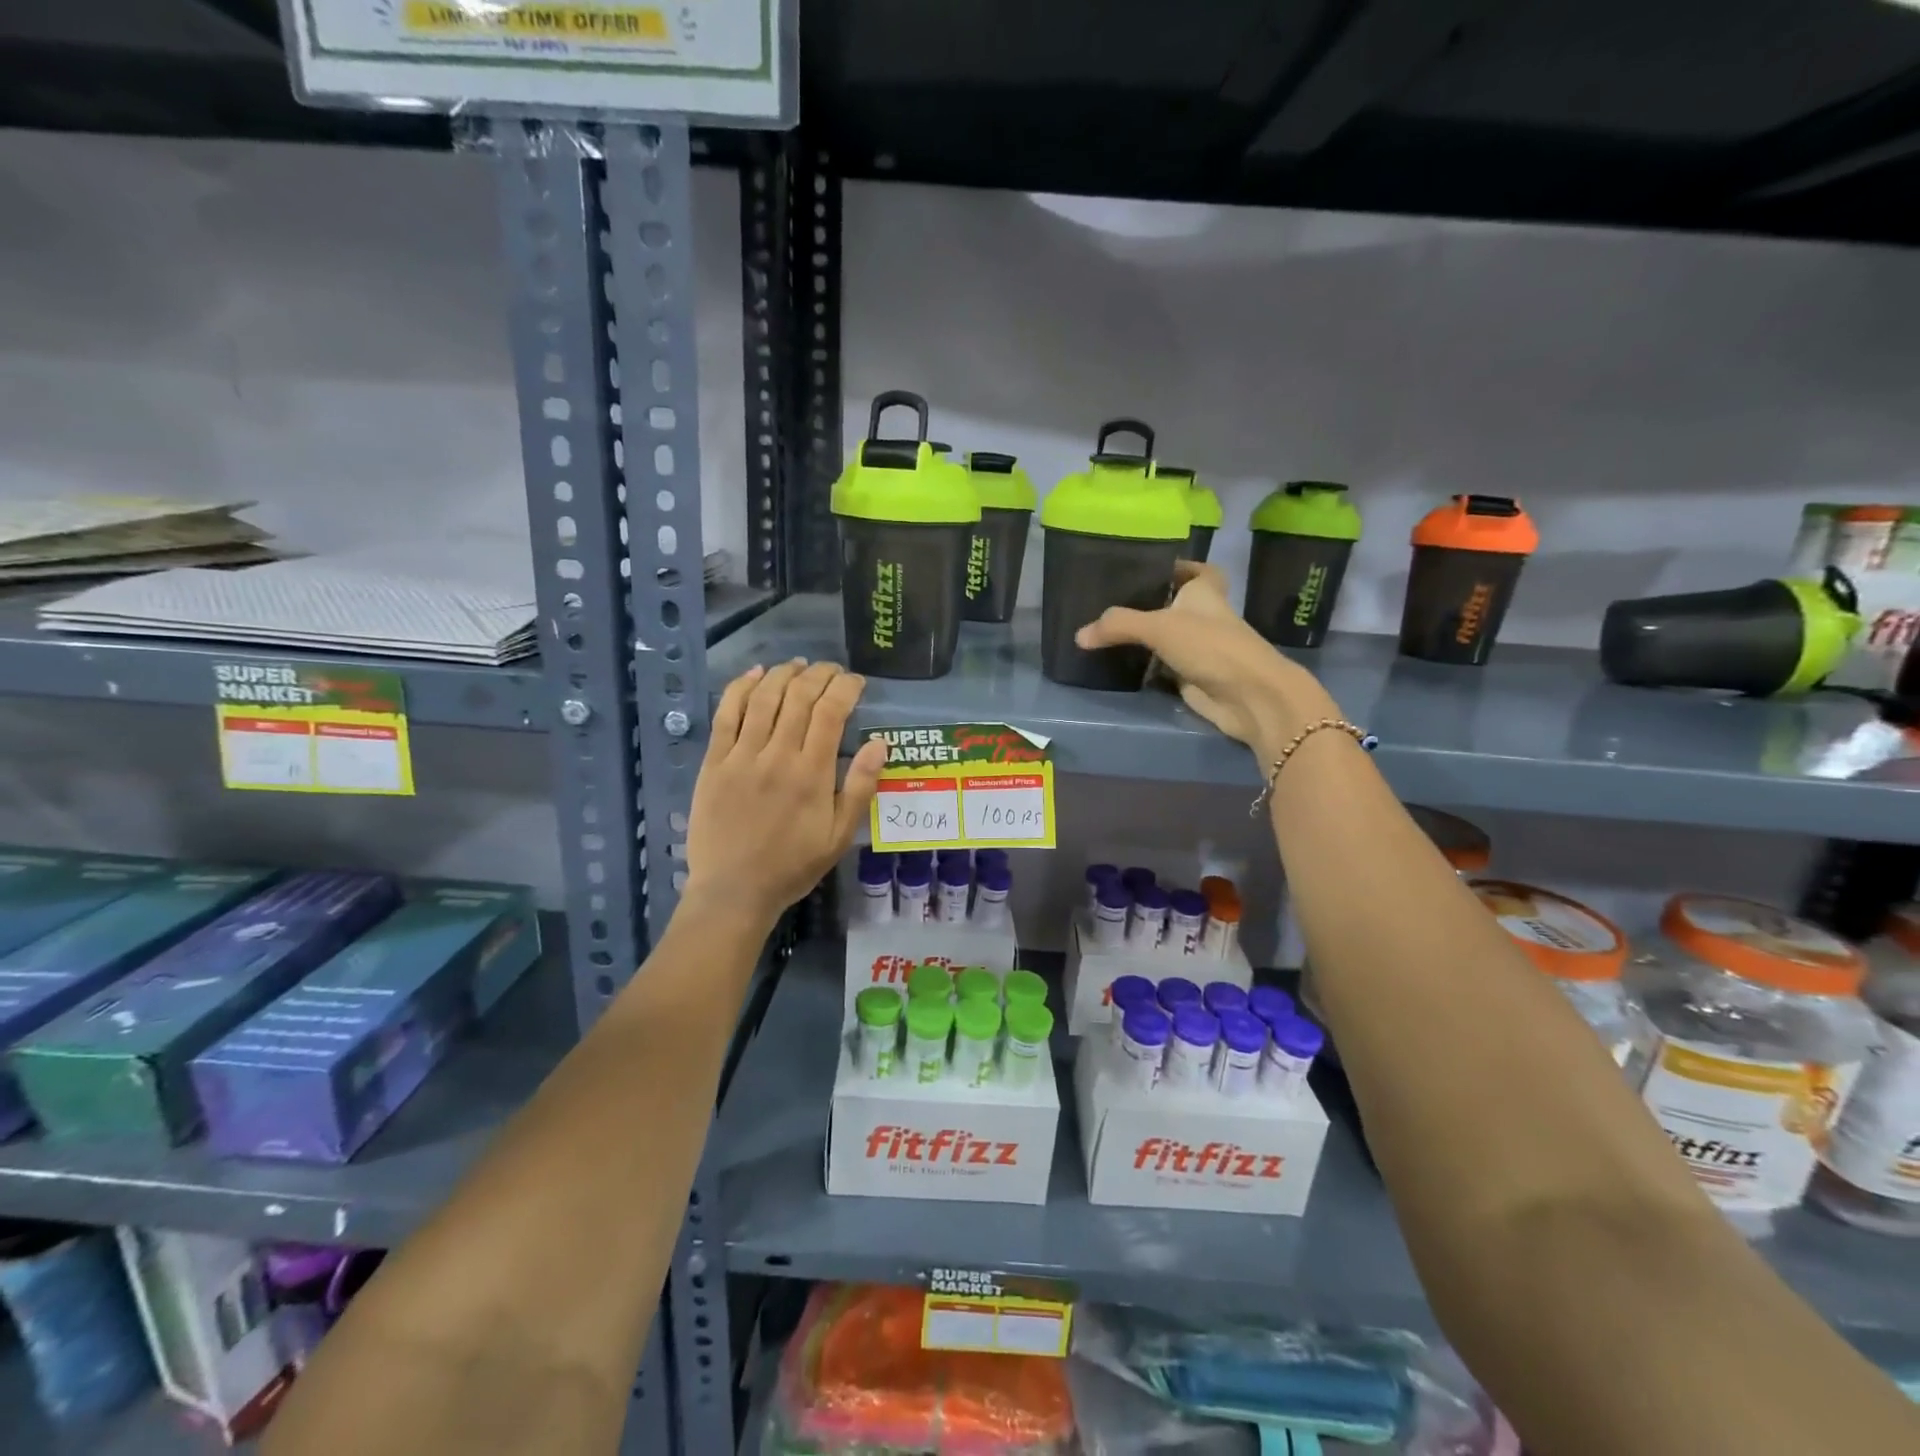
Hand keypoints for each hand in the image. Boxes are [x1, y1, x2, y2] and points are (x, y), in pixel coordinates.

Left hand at [684, 660, 888, 928]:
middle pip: (799, 697)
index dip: (845, 688)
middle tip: (831, 670)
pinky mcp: (714, 762)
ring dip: (783, 674)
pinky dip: (740, 688)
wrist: (734, 890)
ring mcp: (741, 756)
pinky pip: (726, 714)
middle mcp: (777, 755)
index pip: (831, 712)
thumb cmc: (793, 865)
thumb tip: (881, 743)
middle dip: (819, 674)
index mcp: (811, 773)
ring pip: (764, 698)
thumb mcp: (839, 836)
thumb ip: (860, 787)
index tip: (856, 682)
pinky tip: (754, 674)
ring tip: (798, 665)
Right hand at [1075, 563, 1336, 752]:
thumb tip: (1079, 635)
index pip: (1198, 571)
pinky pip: (1162, 667)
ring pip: (1167, 637)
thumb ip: (1119, 625)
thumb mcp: (1160, 627)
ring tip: (1105, 630)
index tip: (1151, 568)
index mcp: (1205, 592)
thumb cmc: (1211, 646)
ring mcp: (1199, 649)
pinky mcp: (1191, 677)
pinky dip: (1145, 666)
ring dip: (1144, 637)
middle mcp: (1203, 617)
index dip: (1180, 567)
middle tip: (1112, 601)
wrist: (1247, 696)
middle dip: (1150, 604)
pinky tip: (1117, 662)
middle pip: (1175, 605)